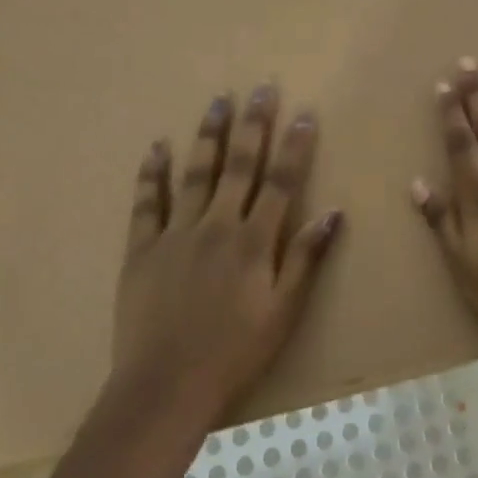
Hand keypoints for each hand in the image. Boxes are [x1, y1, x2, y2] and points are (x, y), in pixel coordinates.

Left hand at [114, 85, 342, 419]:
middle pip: (240, 164)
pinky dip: (152, 174)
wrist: (164, 389)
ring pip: (196, 173)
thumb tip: (335, 212)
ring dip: (209, 134)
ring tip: (219, 100)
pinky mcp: (142, 250)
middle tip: (262, 88)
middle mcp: (217, 225)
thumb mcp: (284, 312)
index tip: (303, 112)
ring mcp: (176, 234)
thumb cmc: (234, 353)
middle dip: (253, 123)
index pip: (281, 181)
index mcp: (254, 240)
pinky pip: (146, 203)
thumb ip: (306, 258)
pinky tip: (157, 147)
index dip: (294, 145)